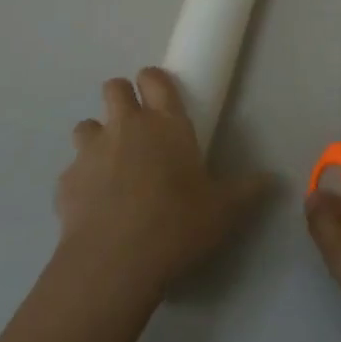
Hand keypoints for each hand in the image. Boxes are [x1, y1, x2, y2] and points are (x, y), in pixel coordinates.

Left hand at [60, 68, 274, 300]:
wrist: (115, 262)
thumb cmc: (178, 225)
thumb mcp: (225, 211)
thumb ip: (249, 190)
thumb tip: (274, 180)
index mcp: (166, 123)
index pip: (155, 79)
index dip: (155, 80)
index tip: (160, 94)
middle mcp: (126, 126)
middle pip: (114, 88)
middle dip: (122, 99)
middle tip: (136, 126)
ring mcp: (91, 151)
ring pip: (86, 125)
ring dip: (97, 138)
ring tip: (110, 166)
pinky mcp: (65, 182)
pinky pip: (72, 170)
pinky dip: (81, 181)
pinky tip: (93, 206)